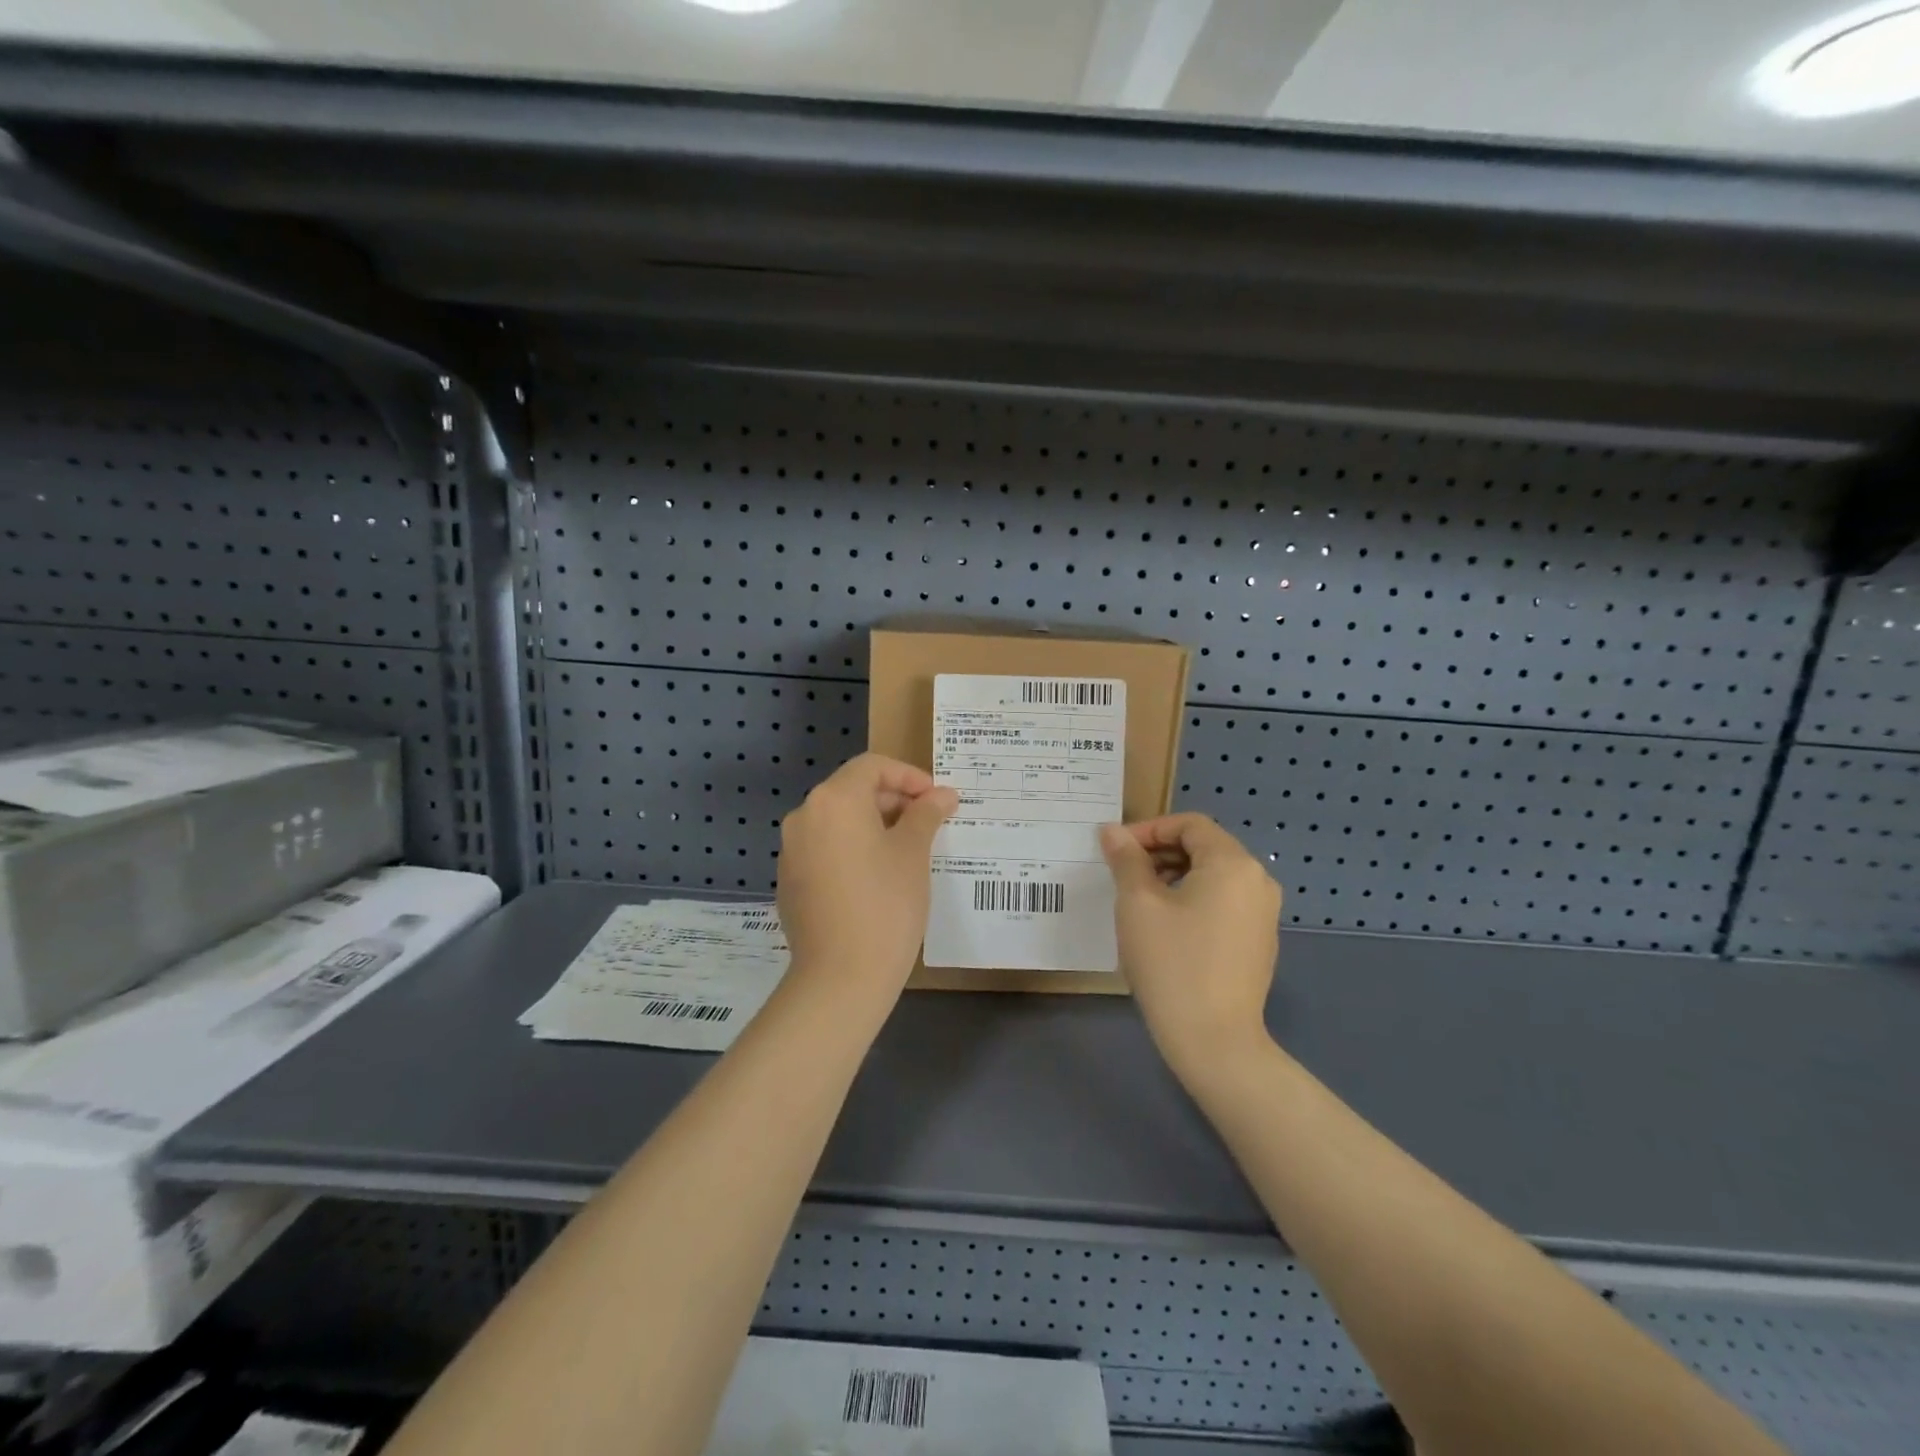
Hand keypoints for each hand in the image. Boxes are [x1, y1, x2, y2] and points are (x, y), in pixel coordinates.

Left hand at [777, 754, 957, 1003]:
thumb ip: (926, 814)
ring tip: (908, 850)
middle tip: (928, 823)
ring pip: (838, 822)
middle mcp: (804, 816)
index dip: (909, 776)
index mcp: (834, 800)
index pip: (872, 767)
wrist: (841, 977)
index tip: (936, 799)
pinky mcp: (790, 882)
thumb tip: (943, 794)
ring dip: (874, 825)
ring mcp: (791, 851)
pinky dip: (852, 850)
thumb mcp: (913, 853)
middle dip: (893, 800)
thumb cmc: (886, 904)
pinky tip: (877, 878)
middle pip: (852, 791)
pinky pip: (825, 850)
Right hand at [1100, 814, 1282, 1079]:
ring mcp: (1263, 914)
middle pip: (1204, 848)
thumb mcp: (1137, 903)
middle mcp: (1257, 881)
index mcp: (1233, 863)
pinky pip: (1223, 903)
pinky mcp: (1259, 942)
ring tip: (1138, 900)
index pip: (1189, 824)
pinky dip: (1193, 901)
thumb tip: (1112, 831)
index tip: (1116, 850)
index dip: (1149, 829)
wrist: (1214, 1041)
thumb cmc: (1172, 962)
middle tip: (1122, 873)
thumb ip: (1126, 859)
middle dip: (1160, 852)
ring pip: (1213, 877)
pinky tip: (1165, 928)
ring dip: (1174, 876)